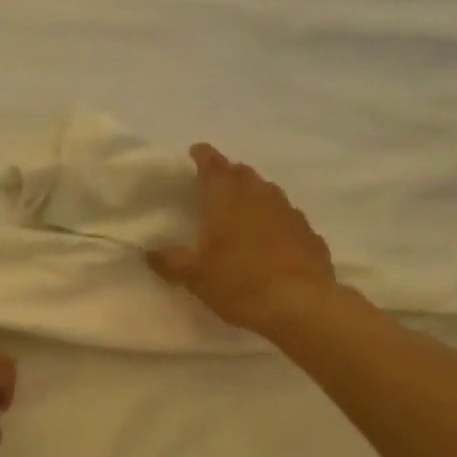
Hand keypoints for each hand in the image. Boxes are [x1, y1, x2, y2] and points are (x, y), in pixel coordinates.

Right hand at [147, 144, 338, 334]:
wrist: (301, 305)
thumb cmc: (240, 284)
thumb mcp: (195, 277)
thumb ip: (170, 262)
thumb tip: (148, 252)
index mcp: (227, 201)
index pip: (213, 167)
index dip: (204, 156)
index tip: (196, 150)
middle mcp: (259, 198)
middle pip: (243, 174)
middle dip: (228, 172)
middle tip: (216, 180)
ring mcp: (289, 214)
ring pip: (268, 191)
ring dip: (254, 192)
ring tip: (243, 205)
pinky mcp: (309, 234)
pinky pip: (288, 216)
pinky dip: (275, 218)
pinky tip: (272, 235)